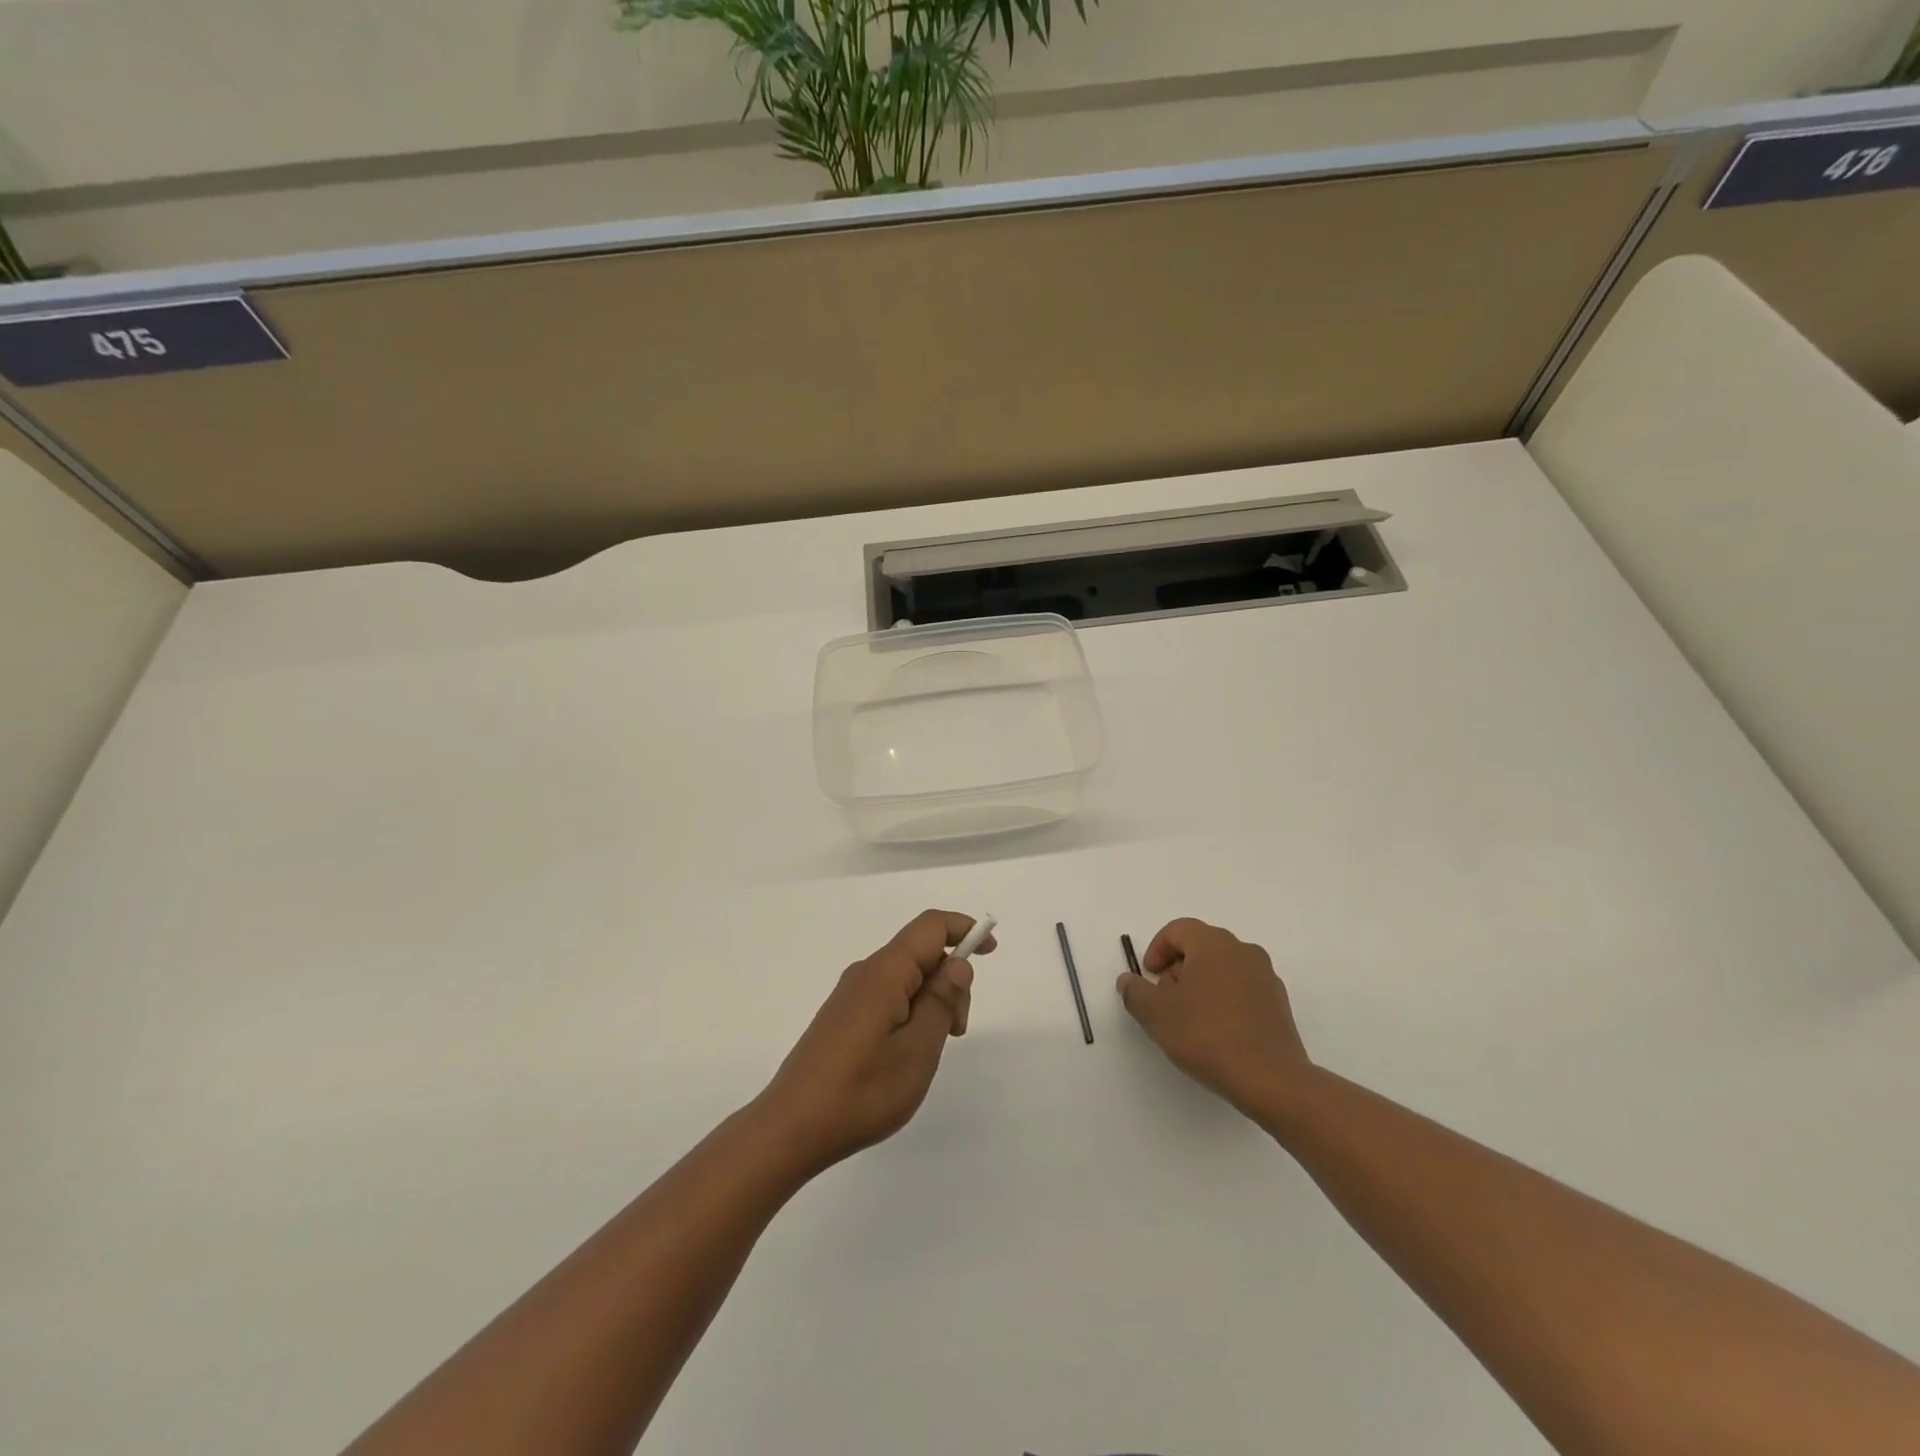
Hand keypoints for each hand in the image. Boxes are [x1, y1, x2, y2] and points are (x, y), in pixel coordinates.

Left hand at [755, 910, 993, 1174]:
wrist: (791, 1128)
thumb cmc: (861, 1090)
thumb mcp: (917, 1050)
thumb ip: (941, 1001)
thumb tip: (958, 962)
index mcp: (884, 972)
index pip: (930, 927)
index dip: (964, 929)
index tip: (991, 950)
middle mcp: (865, 973)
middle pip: (920, 953)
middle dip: (950, 978)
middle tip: (957, 1030)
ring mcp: (850, 995)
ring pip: (905, 977)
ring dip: (932, 1000)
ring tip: (933, 1050)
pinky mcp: (842, 1017)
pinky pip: (888, 996)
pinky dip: (911, 1011)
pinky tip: (908, 1052)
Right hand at [1116, 918, 1312, 1119]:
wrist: (1270, 1079)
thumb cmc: (1206, 1036)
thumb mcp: (1156, 1014)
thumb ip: (1134, 992)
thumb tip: (1128, 981)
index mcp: (1213, 943)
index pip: (1178, 929)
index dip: (1157, 949)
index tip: (1149, 977)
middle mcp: (1242, 950)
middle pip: (1200, 946)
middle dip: (1178, 967)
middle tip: (1165, 999)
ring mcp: (1265, 975)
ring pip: (1222, 966)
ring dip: (1201, 983)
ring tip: (1190, 1018)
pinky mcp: (1278, 1001)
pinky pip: (1242, 987)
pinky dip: (1224, 998)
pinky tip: (1217, 1030)